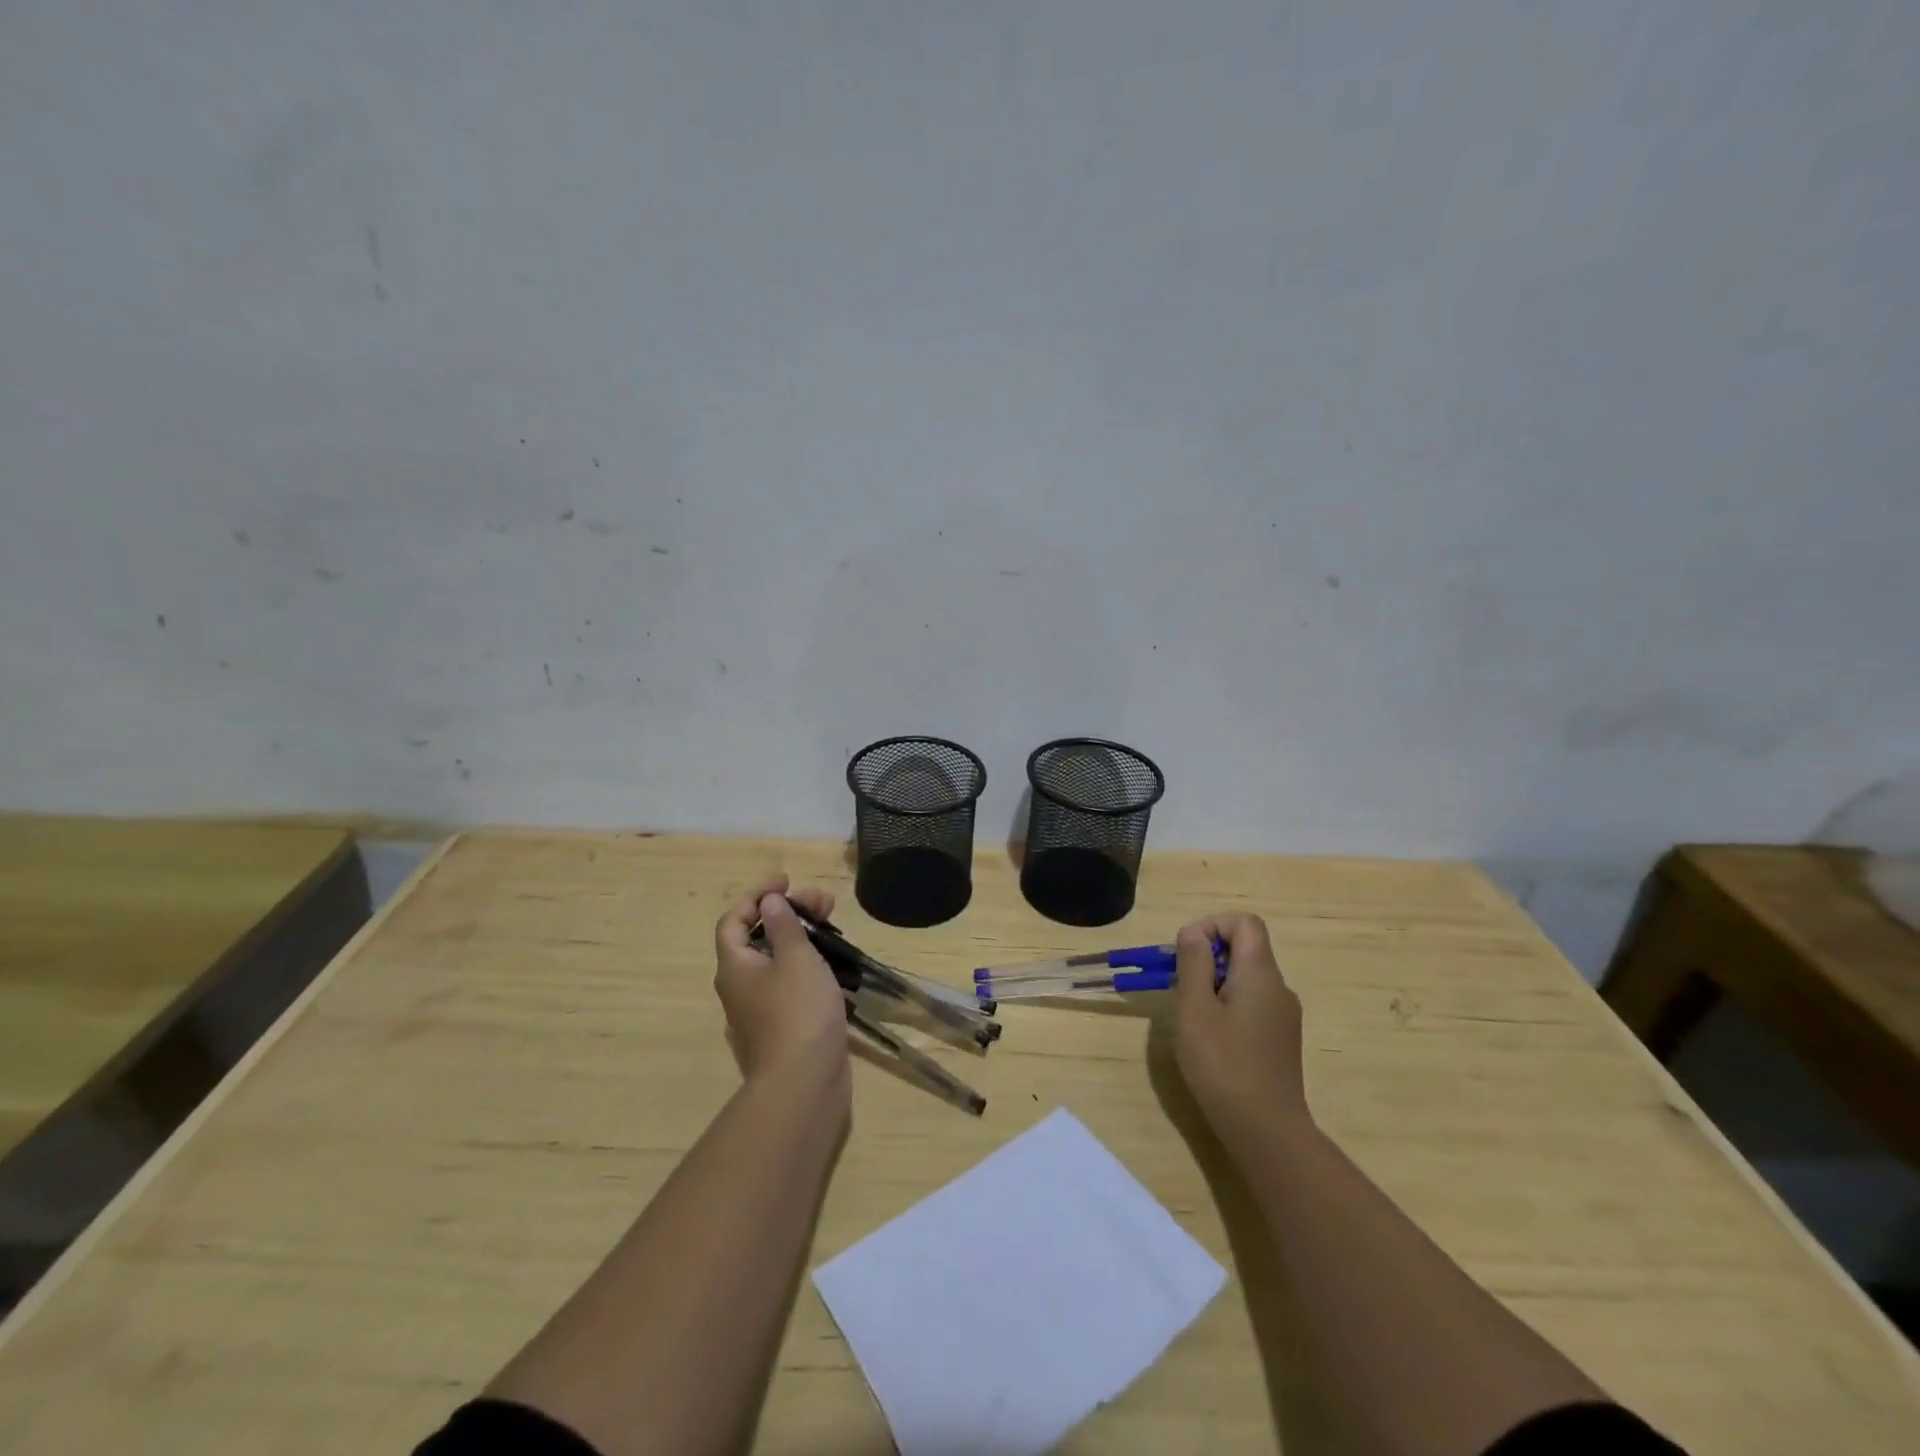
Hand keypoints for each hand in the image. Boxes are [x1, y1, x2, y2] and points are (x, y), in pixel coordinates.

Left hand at [713, 875, 849, 1096]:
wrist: (803, 1085)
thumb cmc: (797, 1012)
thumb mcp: (795, 958)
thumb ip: (783, 925)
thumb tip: (769, 902)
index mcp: (735, 966)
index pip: (733, 920)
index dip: (756, 895)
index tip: (786, 881)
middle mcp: (740, 987)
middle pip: (758, 938)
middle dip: (788, 913)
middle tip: (824, 902)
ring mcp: (761, 1011)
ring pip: (777, 961)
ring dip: (802, 938)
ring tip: (835, 928)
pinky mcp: (783, 1028)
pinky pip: (791, 984)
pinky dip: (808, 966)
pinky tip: (835, 966)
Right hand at [1172, 912, 1308, 1142]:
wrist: (1266, 1132)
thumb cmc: (1223, 1064)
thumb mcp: (1195, 1008)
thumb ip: (1193, 963)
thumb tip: (1193, 932)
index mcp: (1261, 973)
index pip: (1244, 922)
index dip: (1212, 925)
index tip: (1186, 953)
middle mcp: (1279, 988)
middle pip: (1244, 949)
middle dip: (1206, 957)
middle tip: (1179, 987)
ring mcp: (1283, 1016)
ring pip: (1245, 979)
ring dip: (1213, 984)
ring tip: (1190, 1017)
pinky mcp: (1280, 1041)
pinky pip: (1251, 1005)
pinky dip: (1226, 1007)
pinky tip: (1210, 1040)